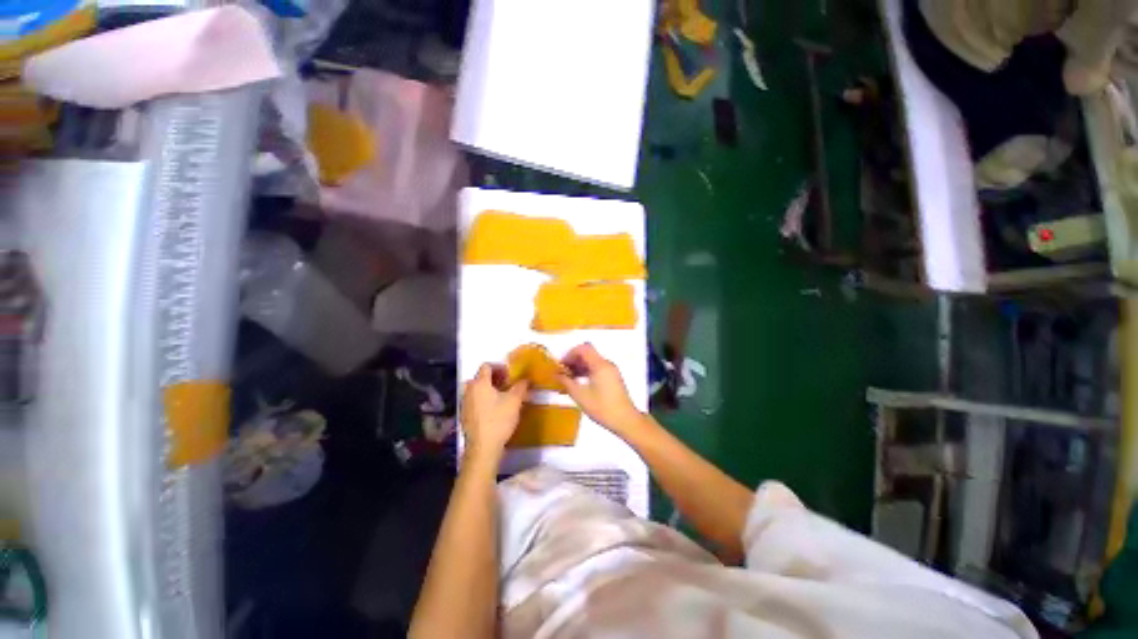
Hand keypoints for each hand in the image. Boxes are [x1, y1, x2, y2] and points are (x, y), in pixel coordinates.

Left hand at [461, 364, 527, 463]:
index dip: (499, 367)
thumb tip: (526, 379)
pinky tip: (494, 410)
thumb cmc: (499, 420)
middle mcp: (469, 390)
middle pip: (480, 377)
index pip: (486, 366)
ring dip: (489, 389)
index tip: (510, 375)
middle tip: (507, 385)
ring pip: (477, 390)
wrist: (483, 447)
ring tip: (502, 397)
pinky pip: (474, 401)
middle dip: (495, 378)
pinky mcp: (465, 416)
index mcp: (480, 383)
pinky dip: (484, 400)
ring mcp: (465, 403)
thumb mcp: (515, 401)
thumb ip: (521, 386)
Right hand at [558, 343, 643, 434]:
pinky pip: (597, 369)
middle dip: (573, 361)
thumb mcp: (580, 396)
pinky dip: (586, 373)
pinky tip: (578, 384)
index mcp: (600, 365)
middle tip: (562, 373)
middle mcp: (607, 364)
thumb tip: (556, 374)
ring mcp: (611, 371)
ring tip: (568, 380)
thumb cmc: (602, 407)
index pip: (583, 348)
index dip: (570, 354)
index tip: (561, 366)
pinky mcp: (613, 378)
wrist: (625, 420)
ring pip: (592, 362)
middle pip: (587, 354)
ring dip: (579, 367)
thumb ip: (566, 382)